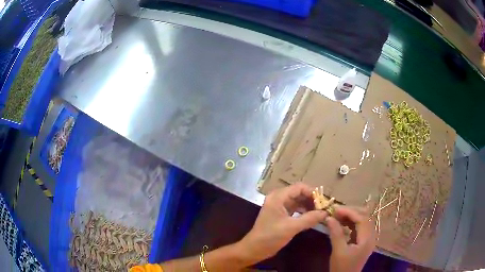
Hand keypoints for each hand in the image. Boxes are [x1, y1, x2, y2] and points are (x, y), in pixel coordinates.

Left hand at [238, 183, 327, 263]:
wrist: (254, 249)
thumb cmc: (270, 237)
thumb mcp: (291, 227)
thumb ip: (309, 218)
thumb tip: (326, 213)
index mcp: (278, 197)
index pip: (300, 187)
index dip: (313, 193)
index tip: (324, 202)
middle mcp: (278, 198)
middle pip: (299, 193)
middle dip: (312, 200)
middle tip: (324, 208)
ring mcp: (279, 206)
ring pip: (298, 201)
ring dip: (309, 206)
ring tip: (320, 213)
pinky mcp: (280, 215)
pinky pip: (295, 209)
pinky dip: (304, 212)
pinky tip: (312, 218)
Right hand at [326, 206, 375, 271]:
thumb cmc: (341, 267)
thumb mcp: (338, 251)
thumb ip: (336, 233)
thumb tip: (329, 217)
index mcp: (367, 239)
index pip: (362, 218)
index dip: (349, 211)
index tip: (335, 209)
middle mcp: (370, 236)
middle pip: (364, 217)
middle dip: (350, 212)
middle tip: (335, 211)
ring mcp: (367, 238)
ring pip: (362, 220)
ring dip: (350, 216)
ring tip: (337, 216)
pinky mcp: (363, 241)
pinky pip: (359, 227)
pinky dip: (350, 223)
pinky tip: (341, 223)